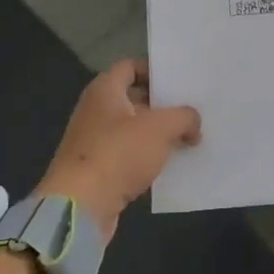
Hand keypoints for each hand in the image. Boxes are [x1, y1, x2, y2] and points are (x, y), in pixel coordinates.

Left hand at [35, 59, 200, 238]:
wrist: (80, 207)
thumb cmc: (118, 153)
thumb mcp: (161, 128)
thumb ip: (183, 117)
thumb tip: (194, 123)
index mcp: (104, 90)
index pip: (130, 66)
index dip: (154, 70)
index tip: (178, 82)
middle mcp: (95, 110)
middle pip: (133, 99)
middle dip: (162, 105)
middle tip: (191, 110)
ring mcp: (94, 141)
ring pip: (132, 130)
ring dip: (157, 134)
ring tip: (189, 137)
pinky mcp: (97, 170)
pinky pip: (127, 156)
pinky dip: (147, 159)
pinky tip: (171, 166)